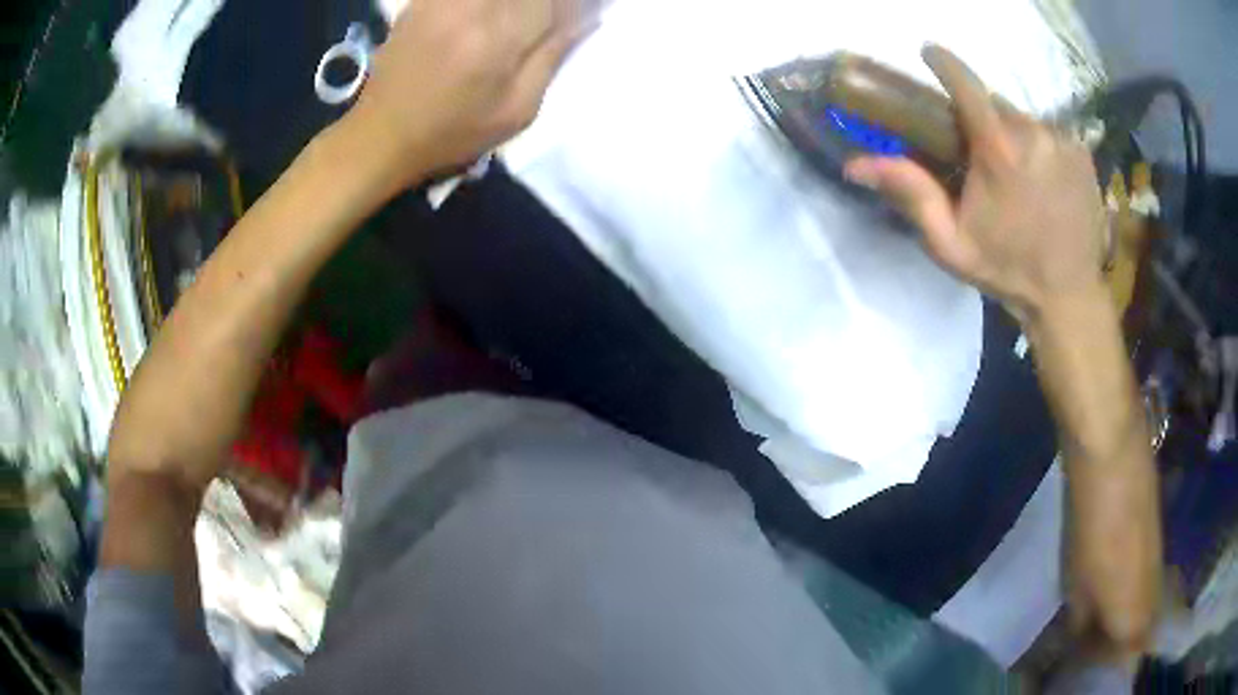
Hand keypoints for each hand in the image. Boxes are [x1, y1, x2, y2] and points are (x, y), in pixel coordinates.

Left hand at [349, 0, 592, 187]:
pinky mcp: (421, 1)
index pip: (553, 1)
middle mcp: (468, 8)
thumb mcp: (515, 112)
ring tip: (521, 21)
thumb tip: (586, 19)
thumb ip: (552, 58)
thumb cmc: (452, 133)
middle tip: (550, 20)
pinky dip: (488, 5)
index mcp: (497, 38)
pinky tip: (491, 18)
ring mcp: (441, 1)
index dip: (576, 5)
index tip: (584, 13)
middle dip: (544, 4)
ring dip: (518, 5)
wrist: (381, 136)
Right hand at [845, 45, 1107, 322]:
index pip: (966, 83)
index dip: (945, 62)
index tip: (929, 52)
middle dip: (982, 118)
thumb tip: (855, 164)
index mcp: (999, 150)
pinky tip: (1042, 180)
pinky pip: (1051, 134)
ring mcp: (1063, 142)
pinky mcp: (1082, 153)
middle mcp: (1034, 133)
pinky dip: (1040, 146)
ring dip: (1012, 134)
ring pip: (1025, 119)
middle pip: (996, 104)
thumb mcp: (950, 243)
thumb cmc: (1007, 270)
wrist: (1067, 297)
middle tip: (979, 152)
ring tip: (1014, 172)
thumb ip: (910, 195)